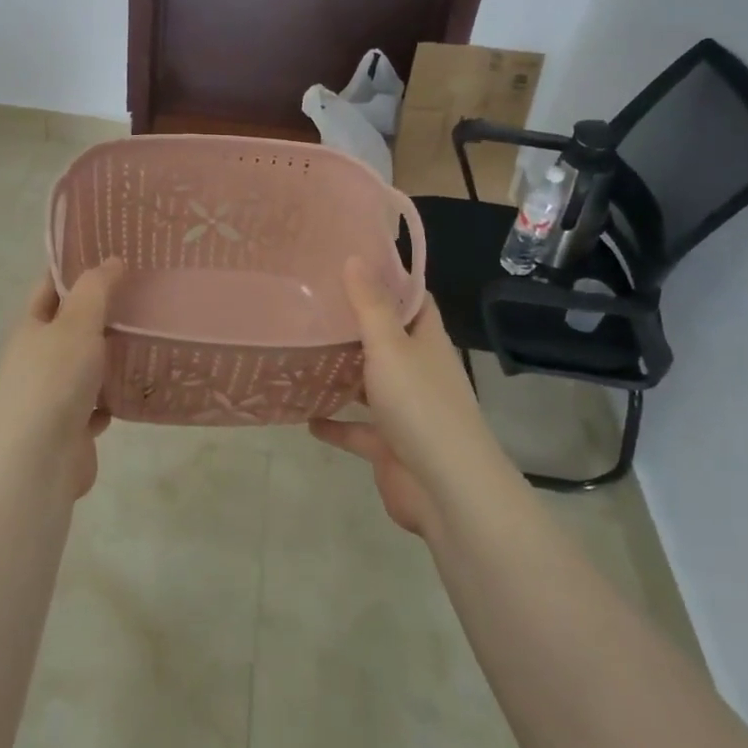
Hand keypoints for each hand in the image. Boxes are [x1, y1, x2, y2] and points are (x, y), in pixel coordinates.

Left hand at [0, 258, 123, 497]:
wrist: (38, 460)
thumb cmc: (54, 380)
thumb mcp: (76, 323)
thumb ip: (95, 290)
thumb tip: (111, 261)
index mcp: (31, 327)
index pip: (51, 287)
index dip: (75, 269)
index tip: (111, 253)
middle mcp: (38, 358)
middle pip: (71, 327)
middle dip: (102, 313)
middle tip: (144, 294)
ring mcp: (53, 395)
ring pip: (87, 366)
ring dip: (111, 357)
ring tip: (152, 337)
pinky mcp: (71, 428)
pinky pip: (97, 405)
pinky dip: (115, 397)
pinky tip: (140, 388)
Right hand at [310, 257, 502, 535]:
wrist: (446, 490)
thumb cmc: (420, 406)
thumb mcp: (390, 347)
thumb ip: (370, 305)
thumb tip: (355, 257)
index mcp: (426, 342)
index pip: (412, 300)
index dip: (388, 279)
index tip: (351, 261)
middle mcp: (418, 371)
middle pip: (387, 340)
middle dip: (355, 324)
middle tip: (311, 302)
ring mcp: (405, 411)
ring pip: (369, 384)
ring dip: (342, 373)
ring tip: (301, 351)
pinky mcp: (389, 446)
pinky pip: (356, 430)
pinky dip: (334, 424)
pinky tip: (304, 416)